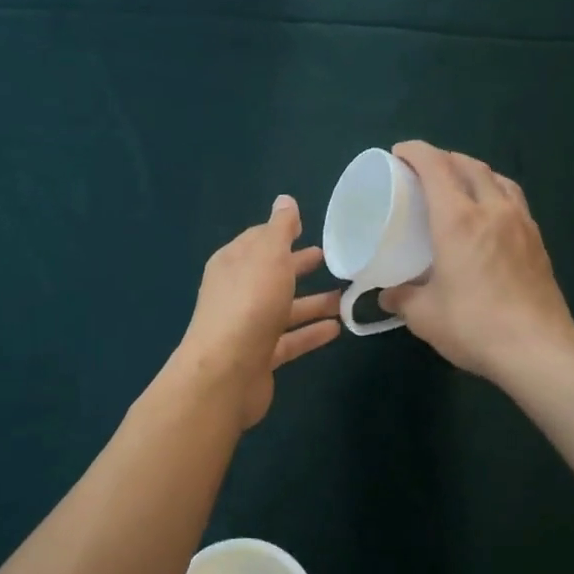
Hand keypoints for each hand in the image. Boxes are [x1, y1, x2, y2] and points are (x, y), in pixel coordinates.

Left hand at [178, 196, 340, 428]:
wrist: (226, 372)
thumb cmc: (249, 303)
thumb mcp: (268, 255)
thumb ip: (280, 228)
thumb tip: (285, 200)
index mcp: (233, 263)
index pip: (258, 240)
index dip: (282, 232)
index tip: (309, 227)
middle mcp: (237, 292)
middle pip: (272, 274)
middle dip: (298, 265)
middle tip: (332, 259)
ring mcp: (247, 326)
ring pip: (284, 309)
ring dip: (313, 302)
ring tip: (347, 296)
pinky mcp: (260, 357)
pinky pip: (290, 339)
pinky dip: (311, 332)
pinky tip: (337, 328)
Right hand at [379, 141, 573, 383]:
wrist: (538, 348)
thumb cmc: (474, 326)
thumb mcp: (424, 316)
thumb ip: (402, 298)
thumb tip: (388, 293)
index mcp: (458, 220)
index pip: (436, 167)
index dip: (415, 152)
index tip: (398, 154)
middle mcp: (492, 210)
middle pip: (469, 165)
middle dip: (444, 158)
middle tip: (424, 170)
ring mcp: (521, 223)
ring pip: (498, 178)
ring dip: (474, 172)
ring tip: (459, 185)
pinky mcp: (538, 241)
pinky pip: (514, 200)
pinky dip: (495, 192)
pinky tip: (489, 214)